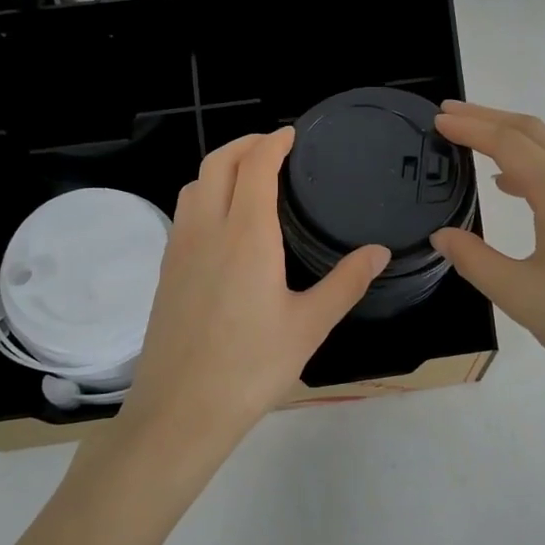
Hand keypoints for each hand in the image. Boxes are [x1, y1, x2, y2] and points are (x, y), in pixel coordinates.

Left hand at [119, 128, 389, 468]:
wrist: (181, 410)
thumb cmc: (251, 367)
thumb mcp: (309, 326)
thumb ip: (345, 282)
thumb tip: (378, 251)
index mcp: (246, 235)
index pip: (255, 166)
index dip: (273, 142)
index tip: (291, 135)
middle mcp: (207, 230)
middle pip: (217, 163)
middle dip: (244, 144)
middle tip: (273, 146)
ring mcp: (179, 249)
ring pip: (194, 185)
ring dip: (220, 167)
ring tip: (248, 177)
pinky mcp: (166, 271)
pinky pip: (184, 213)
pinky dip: (205, 194)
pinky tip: (224, 223)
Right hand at [431, 102, 544, 413]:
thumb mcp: (520, 296)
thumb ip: (474, 259)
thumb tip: (444, 235)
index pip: (509, 142)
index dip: (470, 127)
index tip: (437, 120)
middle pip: (535, 133)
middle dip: (489, 119)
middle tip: (449, 115)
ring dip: (514, 140)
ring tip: (475, 144)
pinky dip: (537, 165)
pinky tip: (518, 187)